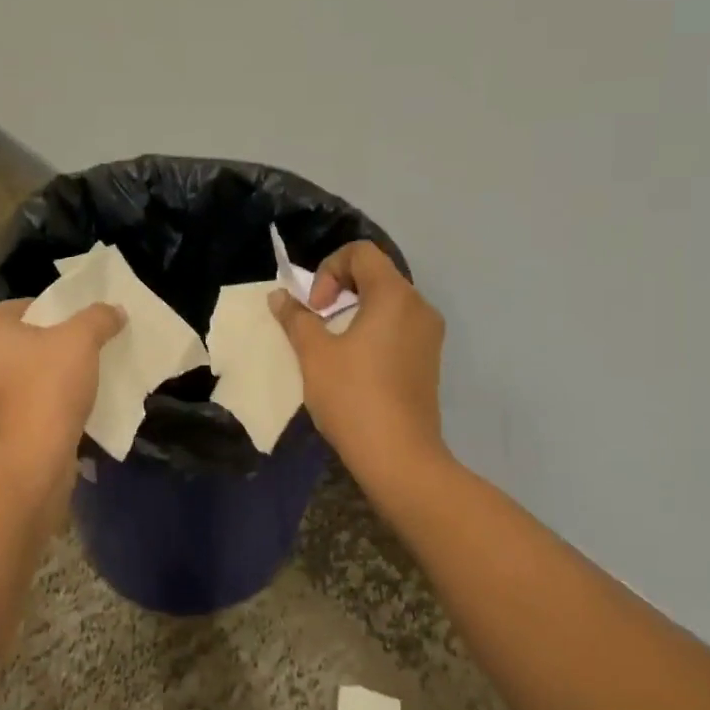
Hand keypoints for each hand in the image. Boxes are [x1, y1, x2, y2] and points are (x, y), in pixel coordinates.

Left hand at [0, 299, 123, 469]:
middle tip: (85, 355)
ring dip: (44, 380)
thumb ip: (98, 318)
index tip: (85, 330)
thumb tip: (115, 310)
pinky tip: (66, 412)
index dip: (58, 315)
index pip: (24, 308)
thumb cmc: (46, 389)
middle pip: (19, 344)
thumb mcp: (81, 342)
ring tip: (80, 384)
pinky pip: (17, 407)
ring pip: (18, 378)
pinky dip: (38, 407)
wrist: (27, 463)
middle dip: (50, 349)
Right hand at [271, 242, 445, 472]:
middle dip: (339, 290)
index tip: (315, 308)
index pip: (361, 253)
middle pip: (376, 275)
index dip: (328, 269)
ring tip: (331, 346)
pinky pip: (398, 328)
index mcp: (394, 295)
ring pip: (387, 304)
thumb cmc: (353, 396)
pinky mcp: (429, 360)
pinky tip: (354, 366)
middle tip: (317, 323)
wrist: (399, 456)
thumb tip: (280, 297)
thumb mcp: (314, 354)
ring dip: (354, 312)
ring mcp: (429, 335)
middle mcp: (419, 306)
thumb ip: (296, 318)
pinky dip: (373, 331)